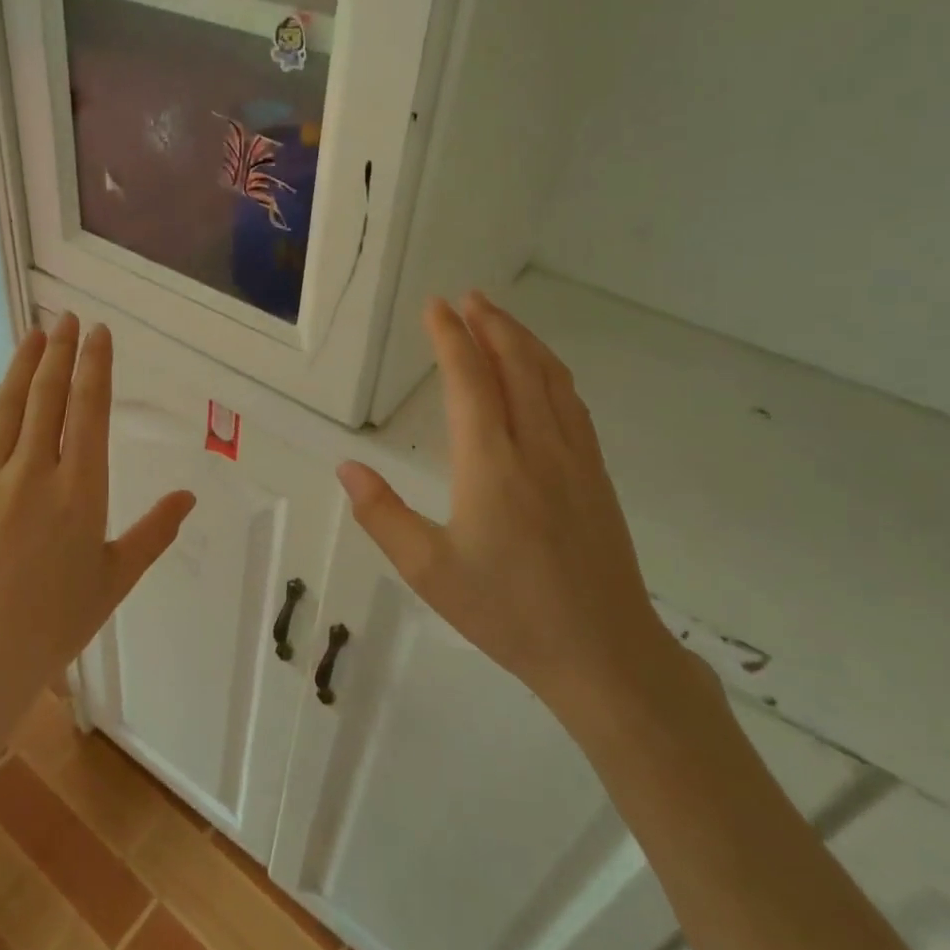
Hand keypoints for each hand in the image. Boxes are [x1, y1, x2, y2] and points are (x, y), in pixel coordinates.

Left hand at [0, 314, 195, 806]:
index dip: (96, 366)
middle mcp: (34, 473)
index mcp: (81, 492)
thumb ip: (153, 532)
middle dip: (62, 352)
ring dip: (24, 364)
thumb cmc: (54, 624)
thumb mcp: (114, 579)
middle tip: (69, 320)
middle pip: (50, 397)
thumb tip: (188, 496)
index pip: (90, 411)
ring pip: (9, 406)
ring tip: (36, 332)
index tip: (99, 333)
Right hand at [337, 294, 679, 725]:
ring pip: (550, 379)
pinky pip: (572, 404)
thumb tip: (346, 466)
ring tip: (500, 318)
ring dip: (524, 340)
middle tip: (468, 297)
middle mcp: (537, 448)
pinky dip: (552, 372)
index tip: (435, 306)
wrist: (603, 652)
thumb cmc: (506, 612)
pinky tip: (543, 373)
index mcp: (491, 465)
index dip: (450, 338)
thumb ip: (382, 514)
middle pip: (516, 365)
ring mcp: (575, 459)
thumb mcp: (428, 572)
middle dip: (491, 324)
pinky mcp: (596, 475)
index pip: (469, 381)